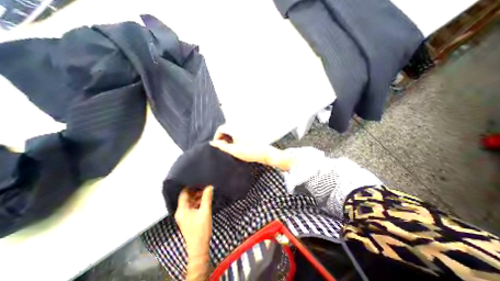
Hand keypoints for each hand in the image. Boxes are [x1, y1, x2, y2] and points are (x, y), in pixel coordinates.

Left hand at [175, 187, 212, 255]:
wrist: (199, 247)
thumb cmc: (201, 229)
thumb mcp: (205, 211)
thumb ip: (207, 197)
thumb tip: (210, 186)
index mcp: (182, 209)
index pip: (184, 193)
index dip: (191, 186)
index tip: (199, 181)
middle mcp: (181, 211)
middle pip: (187, 197)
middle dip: (196, 191)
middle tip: (206, 187)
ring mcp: (184, 215)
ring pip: (190, 201)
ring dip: (198, 197)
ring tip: (207, 193)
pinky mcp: (188, 218)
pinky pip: (192, 207)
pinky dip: (198, 202)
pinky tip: (205, 201)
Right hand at [208, 125, 293, 170]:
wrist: (264, 153)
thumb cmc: (250, 152)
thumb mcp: (234, 150)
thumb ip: (222, 146)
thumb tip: (213, 143)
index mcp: (235, 128)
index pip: (220, 128)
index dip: (217, 137)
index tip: (217, 145)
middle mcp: (239, 126)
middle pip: (225, 129)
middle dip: (222, 138)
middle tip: (224, 147)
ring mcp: (243, 128)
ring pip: (231, 131)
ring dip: (228, 138)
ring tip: (231, 147)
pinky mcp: (246, 132)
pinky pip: (236, 133)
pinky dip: (234, 138)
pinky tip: (237, 145)